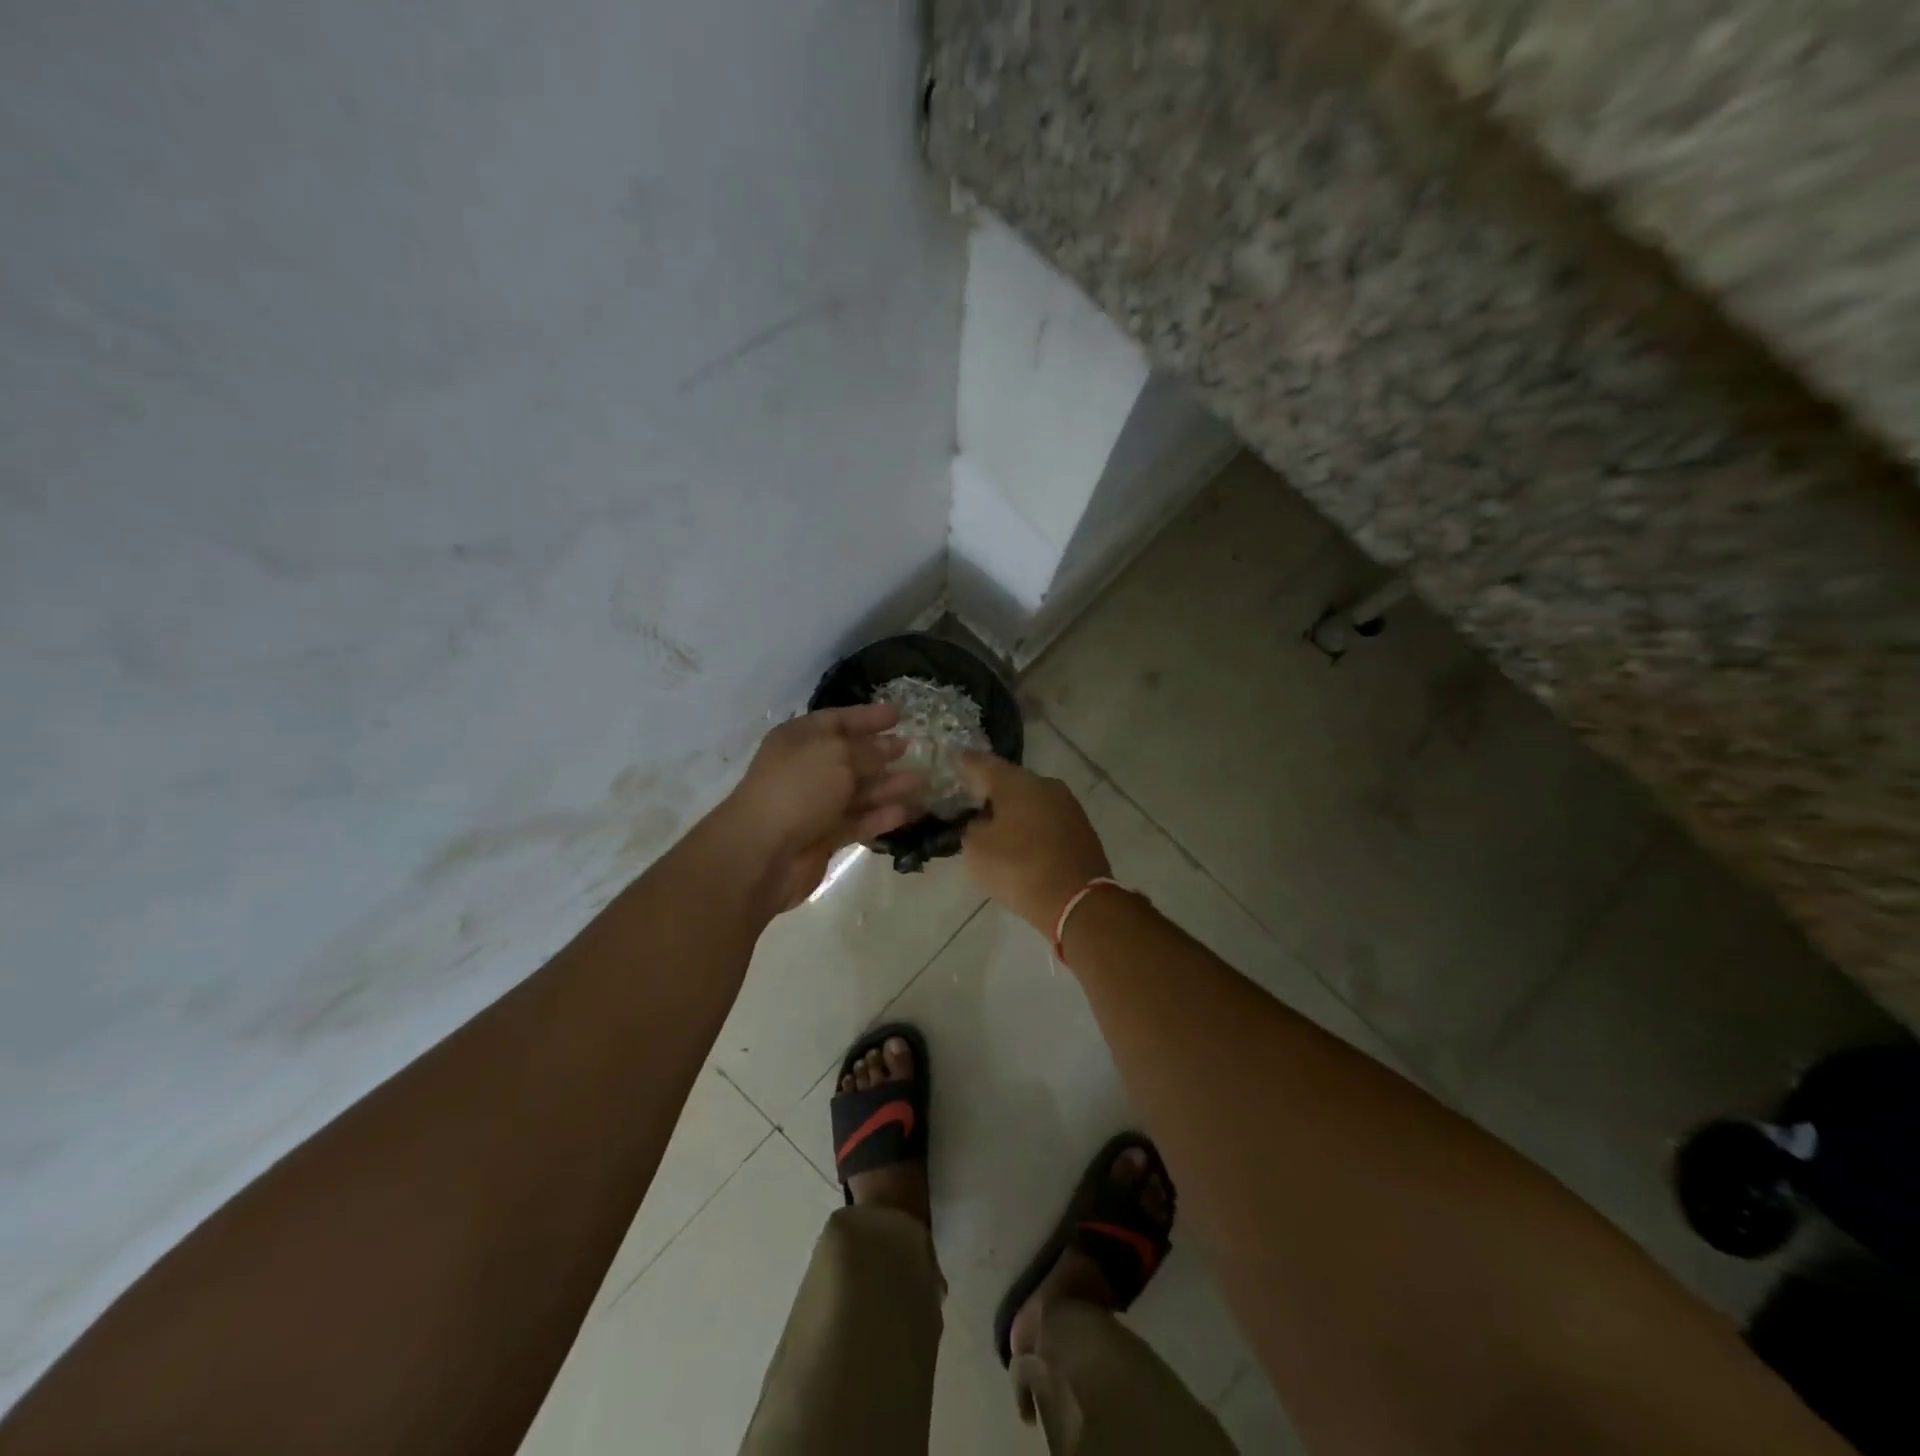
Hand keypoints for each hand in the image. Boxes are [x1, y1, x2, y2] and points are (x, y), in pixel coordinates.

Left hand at [719, 704, 926, 911]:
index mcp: (801, 739)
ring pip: (859, 791)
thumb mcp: (836, 755)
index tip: (899, 714)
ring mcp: (816, 804)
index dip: (868, 716)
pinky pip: (858, 821)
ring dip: (889, 786)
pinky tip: (907, 812)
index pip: (838, 720)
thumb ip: (867, 750)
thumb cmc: (798, 788)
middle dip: (882, 752)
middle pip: (851, 756)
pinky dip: (881, 816)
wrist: (762, 852)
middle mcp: (808, 768)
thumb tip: (890, 746)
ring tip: (923, 781)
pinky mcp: (824, 837)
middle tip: (914, 748)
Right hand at [956, 752, 1109, 934]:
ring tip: (993, 824)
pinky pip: (1046, 817)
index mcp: (1017, 782)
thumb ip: (971, 827)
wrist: (1078, 901)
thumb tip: (981, 821)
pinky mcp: (1081, 827)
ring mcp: (1067, 804)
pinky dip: (1030, 824)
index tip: (951, 763)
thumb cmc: (1019, 869)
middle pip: (1010, 780)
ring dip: (1012, 808)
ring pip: (1030, 799)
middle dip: (989, 789)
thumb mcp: (977, 850)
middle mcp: (1045, 784)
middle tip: (969, 800)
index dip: (964, 764)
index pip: (982, 763)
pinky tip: (1020, 839)